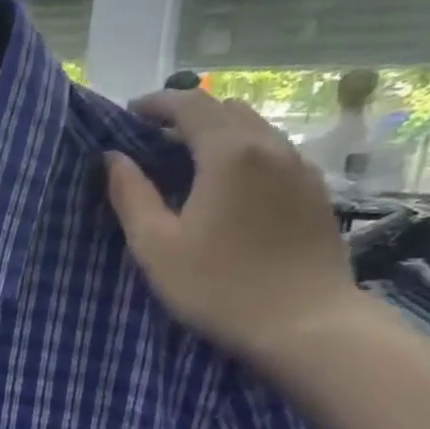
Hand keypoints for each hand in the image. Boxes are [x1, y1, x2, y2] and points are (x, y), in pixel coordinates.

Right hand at [105, 89, 365, 363]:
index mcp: (228, 153)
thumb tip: (112, 159)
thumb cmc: (220, 288)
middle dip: (188, 116)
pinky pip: (276, 154)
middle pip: (226, 109)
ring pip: (255, 130)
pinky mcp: (316, 193)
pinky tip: (232, 189)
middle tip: (156, 141)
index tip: (129, 116)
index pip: (190, 105)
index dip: (156, 104)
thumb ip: (131, 196)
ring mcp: (301, 168)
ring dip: (219, 134)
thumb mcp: (157, 248)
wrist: (306, 324)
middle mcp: (270, 146)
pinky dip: (246, 155)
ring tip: (191, 163)